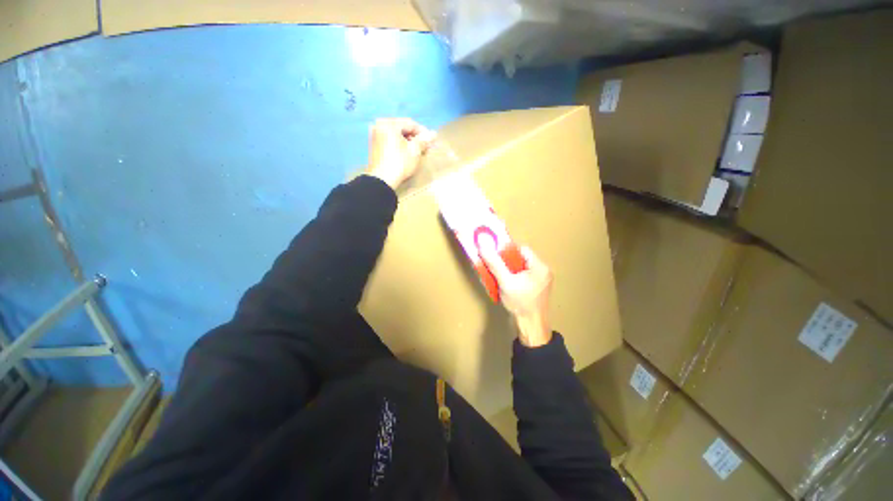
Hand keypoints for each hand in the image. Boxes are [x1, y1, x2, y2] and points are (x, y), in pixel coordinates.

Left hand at [365, 118, 433, 189]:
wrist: (382, 180)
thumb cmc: (400, 162)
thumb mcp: (415, 150)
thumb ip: (424, 140)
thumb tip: (434, 133)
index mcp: (388, 124)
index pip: (410, 124)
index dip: (423, 132)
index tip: (432, 142)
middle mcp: (380, 126)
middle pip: (403, 129)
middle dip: (416, 138)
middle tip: (426, 148)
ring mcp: (375, 136)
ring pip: (397, 136)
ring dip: (409, 142)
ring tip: (418, 152)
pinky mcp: (375, 147)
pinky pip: (391, 141)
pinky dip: (400, 146)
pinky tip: (407, 154)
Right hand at [480, 244, 553, 347]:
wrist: (531, 327)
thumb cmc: (520, 303)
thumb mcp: (505, 282)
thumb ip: (494, 264)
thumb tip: (483, 246)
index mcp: (540, 267)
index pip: (522, 249)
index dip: (507, 251)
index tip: (495, 256)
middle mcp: (543, 271)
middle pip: (521, 258)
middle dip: (506, 261)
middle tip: (494, 266)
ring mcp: (540, 281)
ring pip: (520, 268)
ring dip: (508, 270)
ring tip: (498, 275)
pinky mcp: (536, 288)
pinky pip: (522, 276)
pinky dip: (512, 277)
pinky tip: (504, 283)